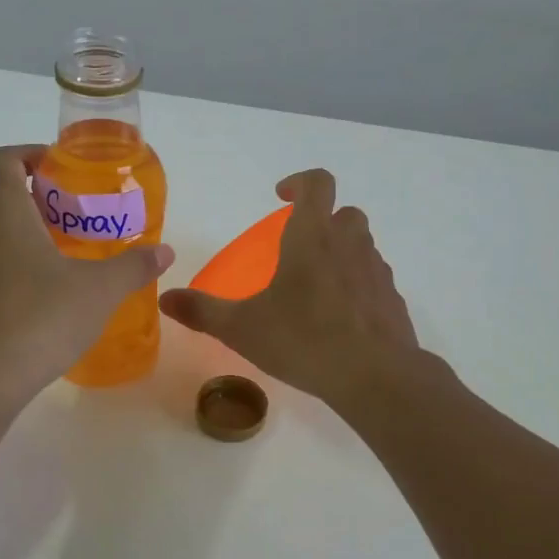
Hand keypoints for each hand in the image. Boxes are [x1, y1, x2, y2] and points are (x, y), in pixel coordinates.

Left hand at [0, 144, 173, 406]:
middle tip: (77, 221)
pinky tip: (43, 302)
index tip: (61, 169)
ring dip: (24, 239)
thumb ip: (132, 266)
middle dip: (39, 203)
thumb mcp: (98, 291)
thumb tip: (165, 251)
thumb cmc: (38, 319)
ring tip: (66, 261)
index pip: (3, 159)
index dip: (31, 154)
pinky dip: (11, 270)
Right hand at [159, 169, 418, 408]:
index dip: (299, 182)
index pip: (317, 184)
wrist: (375, 376)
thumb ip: (203, 311)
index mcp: (313, 238)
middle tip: (299, 245)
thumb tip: (165, 298)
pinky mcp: (392, 300)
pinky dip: (357, 285)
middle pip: (345, 213)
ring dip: (342, 252)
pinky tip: (341, 316)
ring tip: (317, 284)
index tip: (281, 195)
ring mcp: (377, 272)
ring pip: (362, 246)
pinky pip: (373, 280)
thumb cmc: (304, 340)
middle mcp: (350, 245)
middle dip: (324, 220)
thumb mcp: (243, 328)